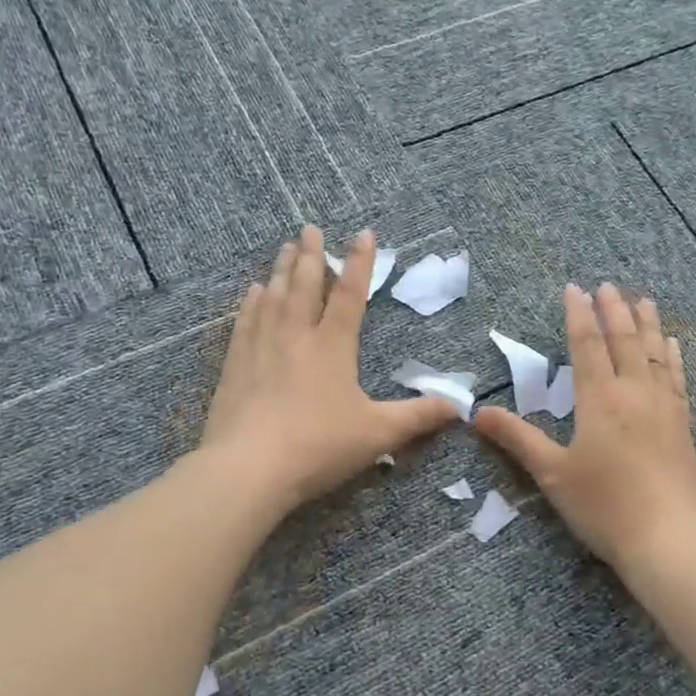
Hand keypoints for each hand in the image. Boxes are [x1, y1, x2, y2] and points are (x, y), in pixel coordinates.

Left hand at [201, 227, 458, 506]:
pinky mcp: (235, 365)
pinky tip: (253, 292)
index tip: (364, 233)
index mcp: (333, 345)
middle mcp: (296, 336)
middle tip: (310, 228)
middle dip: (312, 255)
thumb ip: (419, 417)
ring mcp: (261, 347)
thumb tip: (460, 407)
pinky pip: (245, 321)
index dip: (360, 263)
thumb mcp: (379, 433)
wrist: (249, 467)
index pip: (350, 294)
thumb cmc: (319, 445)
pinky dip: (251, 302)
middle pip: (305, 285)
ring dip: (282, 270)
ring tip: (286, 248)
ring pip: (274, 297)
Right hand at [476, 283, 695, 578]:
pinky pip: (677, 379)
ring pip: (655, 354)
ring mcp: (664, 408)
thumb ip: (518, 439)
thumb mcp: (552, 474)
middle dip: (614, 310)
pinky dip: (673, 357)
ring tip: (644, 300)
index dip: (578, 315)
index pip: (587, 346)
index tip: (575, 289)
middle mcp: (634, 394)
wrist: (669, 540)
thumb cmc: (604, 506)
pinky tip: (674, 346)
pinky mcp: (684, 427)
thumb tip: (478, 414)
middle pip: (624, 341)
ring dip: (648, 324)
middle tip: (608, 285)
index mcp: (599, 401)